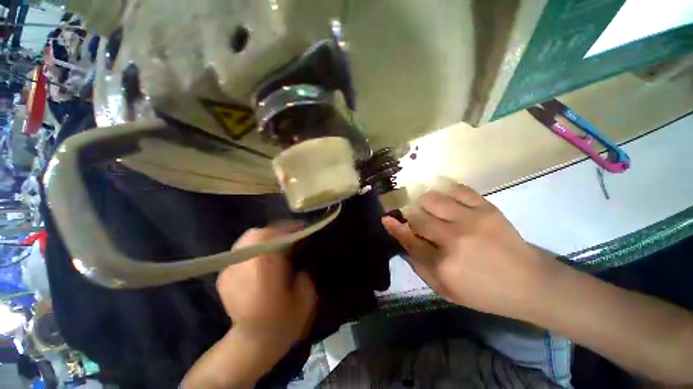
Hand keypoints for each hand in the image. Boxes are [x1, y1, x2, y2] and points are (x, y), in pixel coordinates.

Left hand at [217, 226, 316, 349]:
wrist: (252, 345)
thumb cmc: (282, 323)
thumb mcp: (305, 296)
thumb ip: (304, 270)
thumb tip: (298, 257)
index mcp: (264, 269)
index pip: (272, 235)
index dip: (288, 228)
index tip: (301, 229)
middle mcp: (243, 265)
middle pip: (256, 233)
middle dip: (275, 231)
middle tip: (289, 238)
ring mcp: (229, 270)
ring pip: (246, 240)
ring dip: (264, 238)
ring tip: (277, 246)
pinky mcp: (223, 276)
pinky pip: (241, 251)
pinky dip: (254, 248)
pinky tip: (263, 259)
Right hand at [382, 182, 552, 319]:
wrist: (530, 284)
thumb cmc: (483, 292)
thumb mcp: (445, 290)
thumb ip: (419, 266)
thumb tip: (402, 242)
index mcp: (442, 265)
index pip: (408, 239)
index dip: (395, 227)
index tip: (386, 217)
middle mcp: (453, 239)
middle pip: (417, 217)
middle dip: (410, 216)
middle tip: (413, 217)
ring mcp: (471, 220)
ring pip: (432, 199)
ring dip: (425, 203)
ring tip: (430, 208)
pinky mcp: (487, 208)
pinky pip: (458, 189)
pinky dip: (447, 190)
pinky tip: (446, 197)